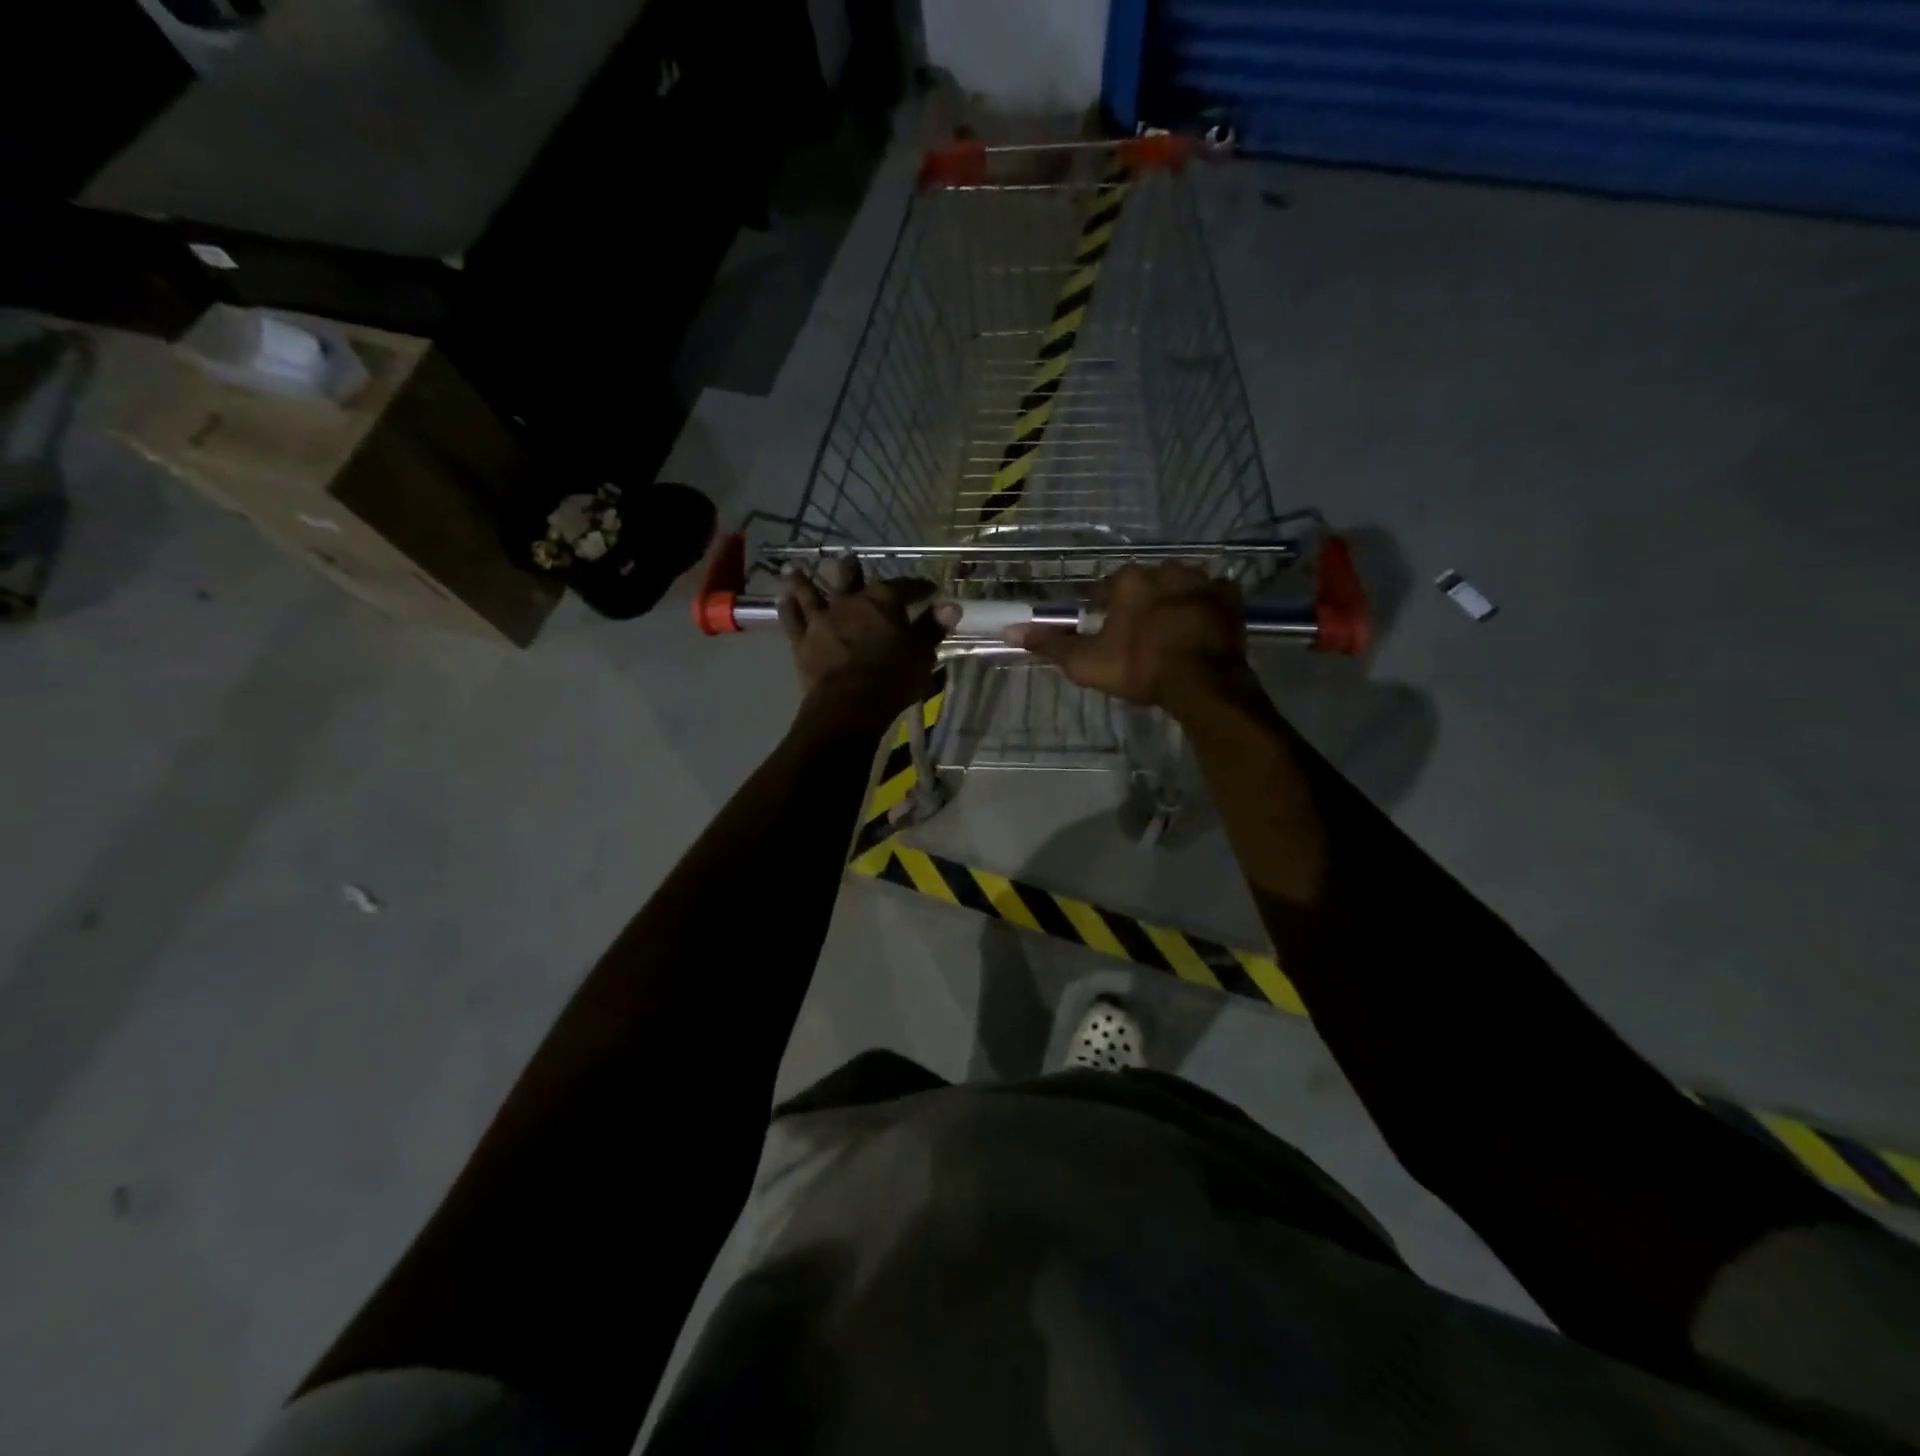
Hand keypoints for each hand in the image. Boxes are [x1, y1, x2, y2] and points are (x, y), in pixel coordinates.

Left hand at [780, 558, 959, 731]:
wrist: (849, 704)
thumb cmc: (892, 678)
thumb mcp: (921, 654)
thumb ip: (932, 628)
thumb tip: (952, 606)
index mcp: (883, 601)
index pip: (904, 586)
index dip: (917, 587)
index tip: (927, 590)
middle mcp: (849, 601)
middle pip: (849, 577)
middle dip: (851, 569)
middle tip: (849, 561)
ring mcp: (822, 619)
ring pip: (810, 591)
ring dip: (803, 580)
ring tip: (795, 569)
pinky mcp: (801, 641)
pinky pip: (791, 619)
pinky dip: (786, 609)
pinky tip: (782, 601)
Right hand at [1002, 563, 1249, 710]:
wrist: (1201, 682)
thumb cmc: (1139, 668)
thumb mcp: (1086, 662)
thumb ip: (1050, 644)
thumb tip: (1010, 631)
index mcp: (1129, 581)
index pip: (1108, 587)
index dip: (1106, 609)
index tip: (1108, 631)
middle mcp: (1165, 570)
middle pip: (1146, 583)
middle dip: (1142, 602)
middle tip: (1141, 635)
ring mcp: (1201, 581)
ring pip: (1181, 586)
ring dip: (1175, 601)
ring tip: (1172, 632)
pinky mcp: (1230, 596)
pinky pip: (1214, 595)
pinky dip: (1207, 607)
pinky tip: (1202, 628)